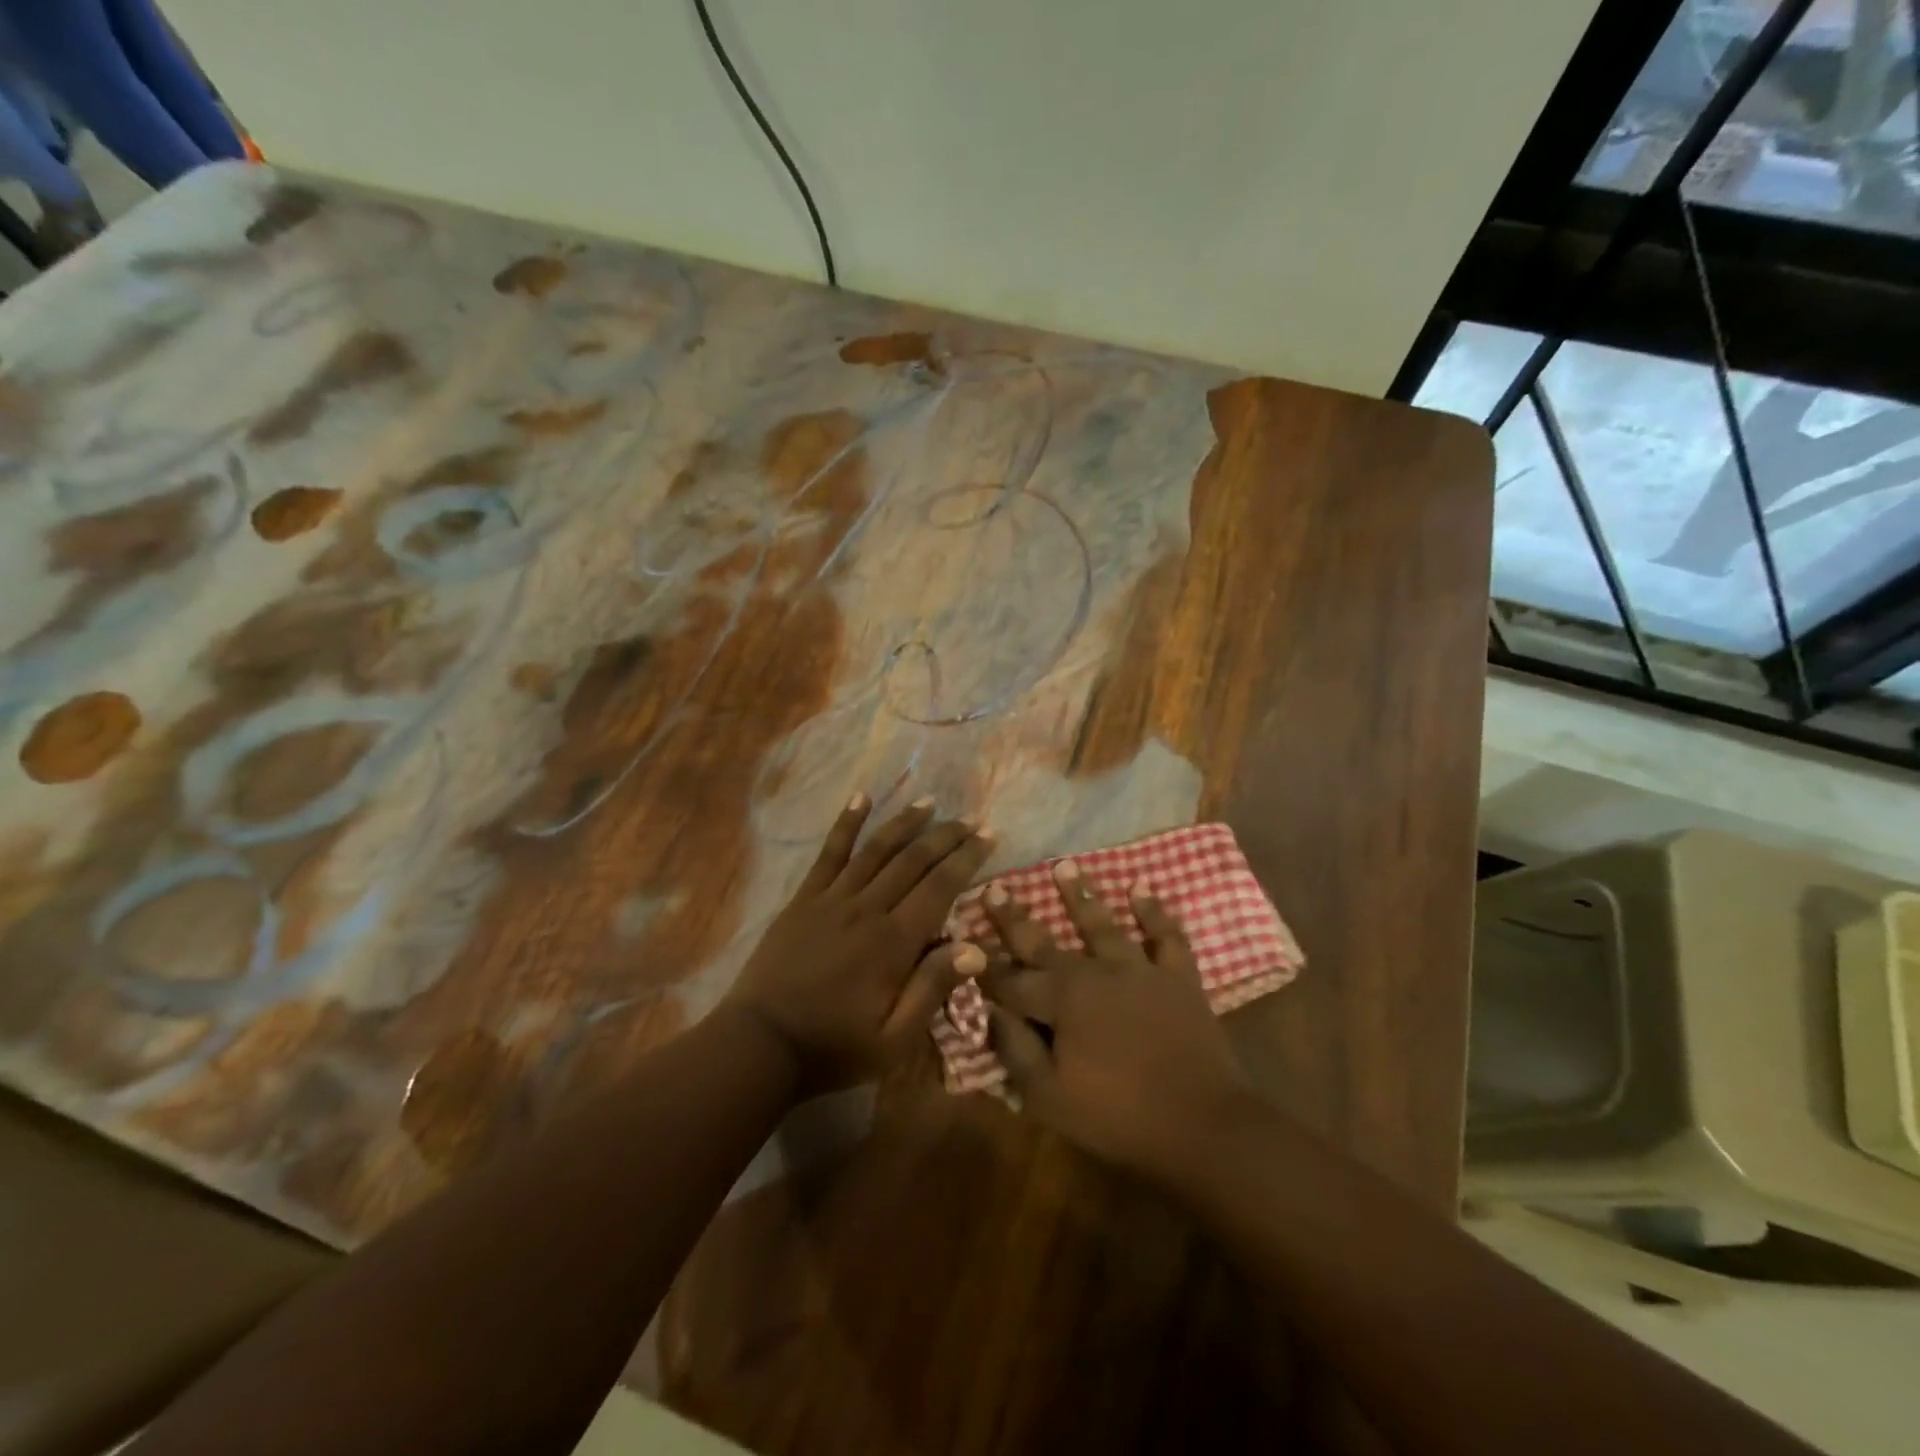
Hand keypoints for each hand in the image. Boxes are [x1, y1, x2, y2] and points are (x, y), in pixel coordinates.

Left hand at [725, 794, 991, 1090]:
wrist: (759, 1044)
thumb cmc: (832, 1047)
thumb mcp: (893, 1040)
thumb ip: (932, 990)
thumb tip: (976, 948)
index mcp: (893, 943)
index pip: (940, 887)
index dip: (967, 858)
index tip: (988, 836)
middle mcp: (867, 909)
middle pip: (913, 860)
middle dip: (945, 836)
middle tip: (970, 819)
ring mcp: (832, 899)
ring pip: (876, 849)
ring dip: (905, 822)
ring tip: (930, 802)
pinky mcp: (804, 899)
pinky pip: (829, 853)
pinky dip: (847, 823)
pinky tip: (861, 797)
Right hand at [980, 860, 1254, 1184]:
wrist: (1202, 1124)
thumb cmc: (1118, 1115)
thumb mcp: (1051, 1097)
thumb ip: (1015, 1050)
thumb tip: (987, 1011)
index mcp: (1060, 1000)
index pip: (1010, 980)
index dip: (984, 966)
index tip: (961, 942)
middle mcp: (1094, 972)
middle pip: (1045, 941)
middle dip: (1015, 917)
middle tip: (996, 888)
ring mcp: (1138, 969)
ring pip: (1102, 924)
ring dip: (1081, 895)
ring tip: (1064, 866)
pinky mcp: (1177, 976)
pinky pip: (1165, 935)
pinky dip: (1154, 911)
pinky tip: (1142, 889)